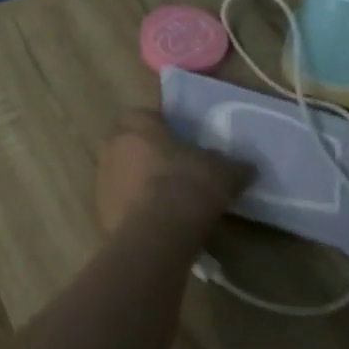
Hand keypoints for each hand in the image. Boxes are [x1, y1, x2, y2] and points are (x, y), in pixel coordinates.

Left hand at [95, 110, 250, 236]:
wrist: (156, 233)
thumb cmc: (188, 186)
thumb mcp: (222, 173)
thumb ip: (233, 165)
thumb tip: (248, 167)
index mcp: (138, 125)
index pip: (143, 115)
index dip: (160, 128)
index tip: (178, 143)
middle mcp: (113, 144)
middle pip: (128, 143)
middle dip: (146, 154)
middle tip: (172, 171)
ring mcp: (102, 176)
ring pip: (120, 172)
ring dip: (137, 182)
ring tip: (164, 201)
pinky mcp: (100, 207)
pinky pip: (118, 201)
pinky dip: (132, 208)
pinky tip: (154, 222)